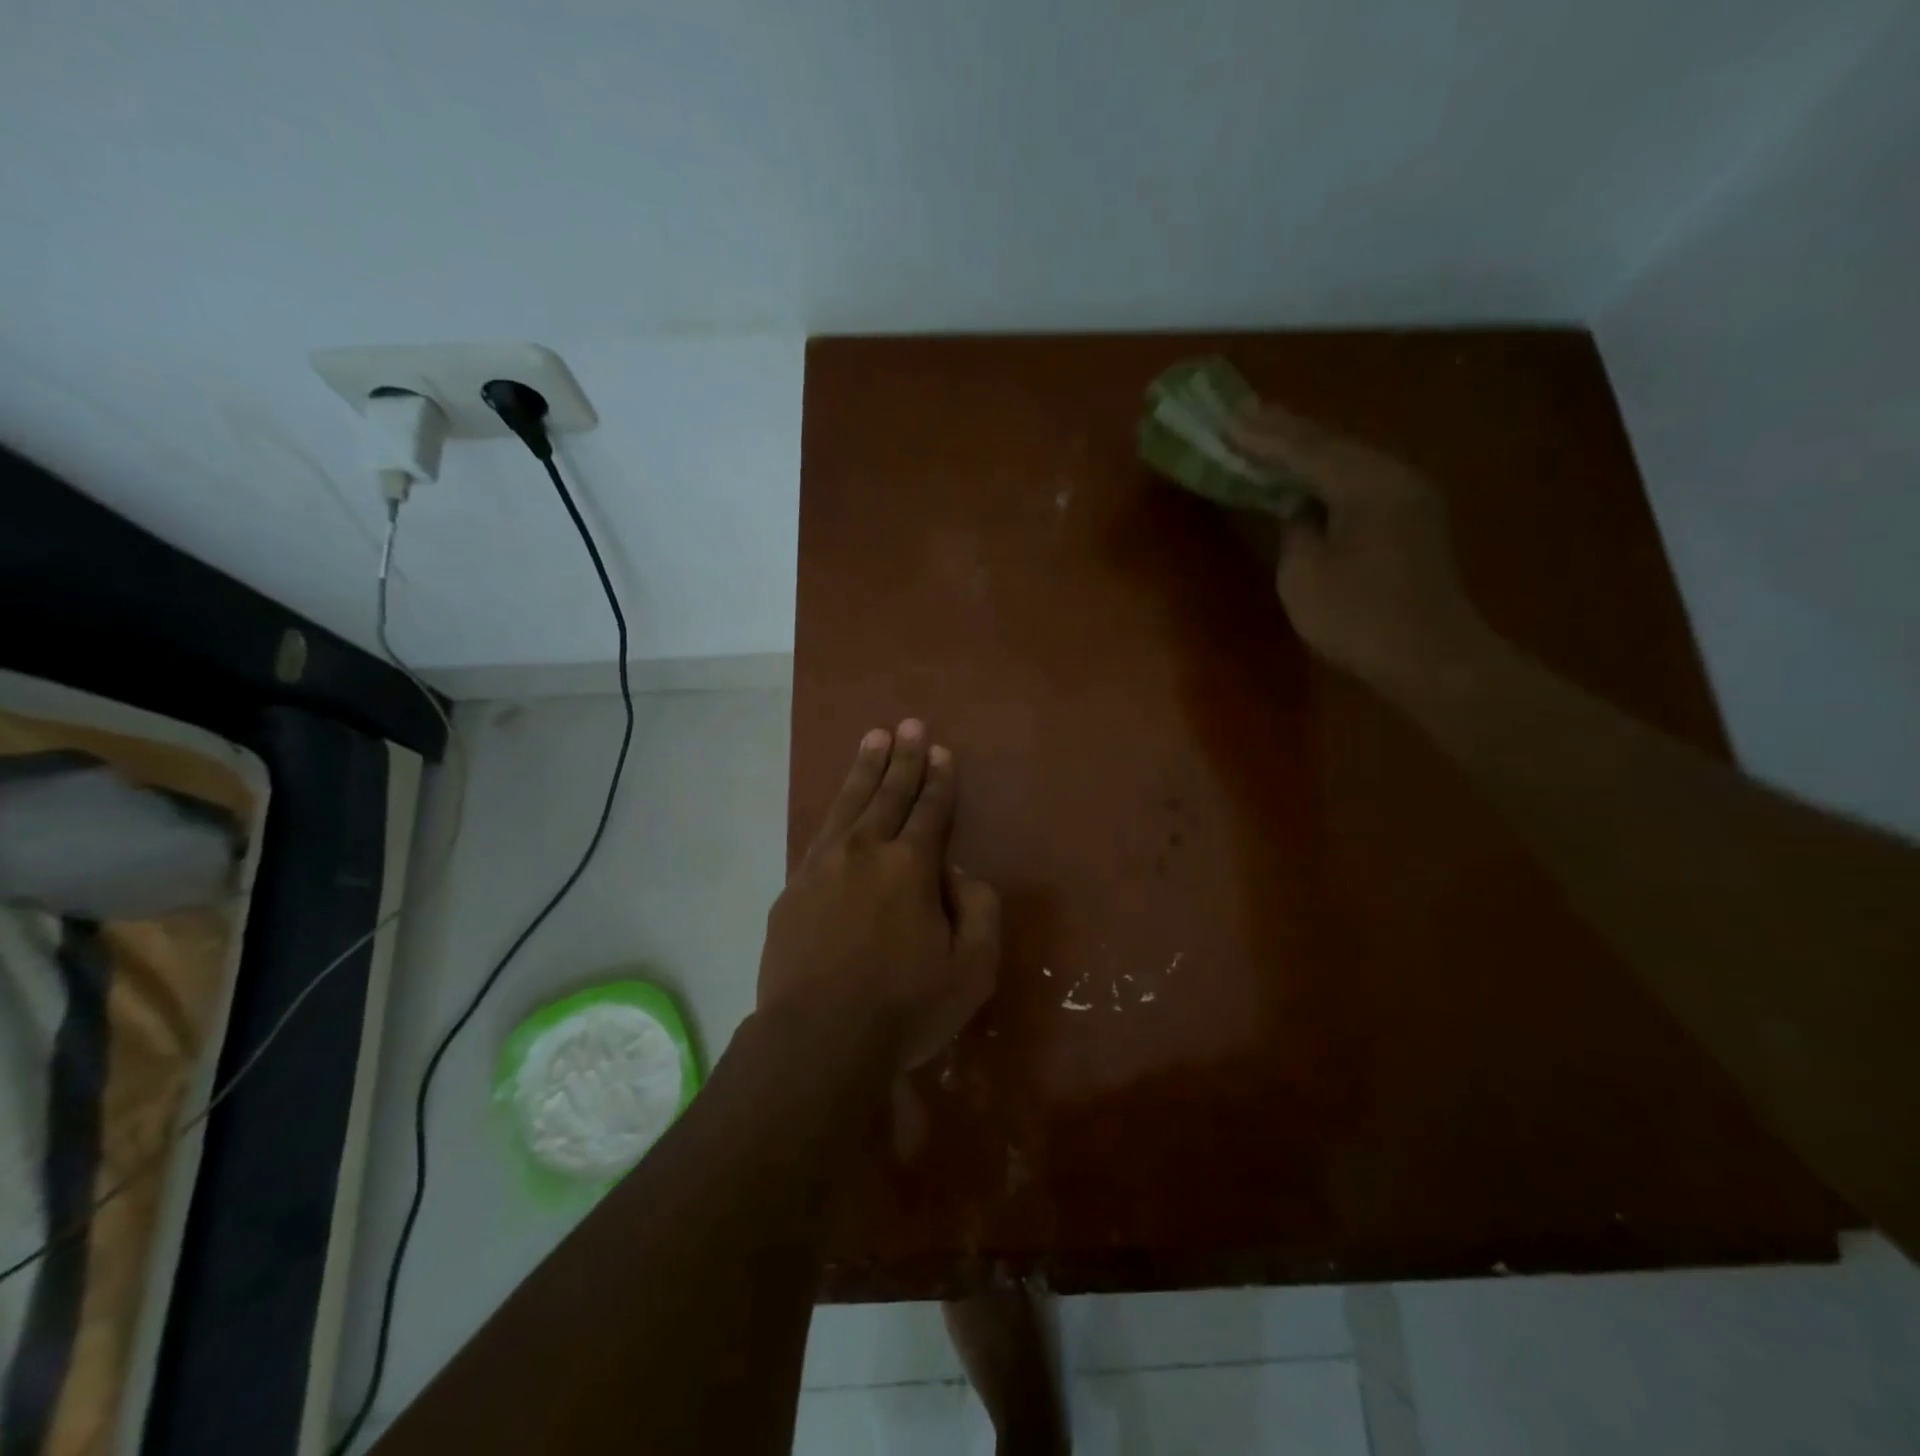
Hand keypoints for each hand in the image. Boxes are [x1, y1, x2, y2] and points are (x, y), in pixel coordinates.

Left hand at [758, 720, 1000, 1072]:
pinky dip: (834, 810)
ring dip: (865, 769)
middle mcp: (866, 852)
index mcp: (911, 867)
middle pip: (889, 794)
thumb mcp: (973, 969)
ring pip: (849, 804)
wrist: (817, 1039)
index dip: (939, 780)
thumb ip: (979, 910)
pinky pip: (820, 834)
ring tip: (874, 738)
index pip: (931, 811)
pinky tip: (839, 804)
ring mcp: (823, 867)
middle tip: (910, 723)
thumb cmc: (904, 1008)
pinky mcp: (794, 889)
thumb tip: (957, 873)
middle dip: (904, 758)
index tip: (941, 750)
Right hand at [1232, 405, 1490, 697]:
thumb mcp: (1305, 574)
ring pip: (1348, 459)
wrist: (1430, 658)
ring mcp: (1409, 496)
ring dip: (1307, 448)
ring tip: (1269, 433)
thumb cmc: (1358, 618)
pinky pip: (1360, 480)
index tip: (1227, 419)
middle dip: (1285, 430)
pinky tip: (1307, 470)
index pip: (1306, 450)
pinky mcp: (1411, 518)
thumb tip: (1298, 506)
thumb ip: (1295, 528)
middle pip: (1332, 444)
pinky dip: (1327, 472)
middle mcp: (1394, 476)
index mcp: (1367, 484)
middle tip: (1244, 414)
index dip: (1263, 437)